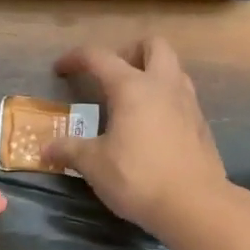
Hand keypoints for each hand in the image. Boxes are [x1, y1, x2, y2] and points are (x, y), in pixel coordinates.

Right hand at [44, 38, 231, 237]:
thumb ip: (70, 150)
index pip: (99, 57)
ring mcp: (188, 103)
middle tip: (111, 74)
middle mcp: (164, 85)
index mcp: (132, 87)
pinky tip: (152, 125)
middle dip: (130, 51)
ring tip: (132, 98)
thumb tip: (47, 148)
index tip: (60, 69)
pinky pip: (182, 96)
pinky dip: (165, 98)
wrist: (195, 205)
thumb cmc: (138, 178)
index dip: (76, 58)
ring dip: (152, 72)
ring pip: (173, 68)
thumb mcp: (95, 165)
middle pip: (153, 44)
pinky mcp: (202, 124)